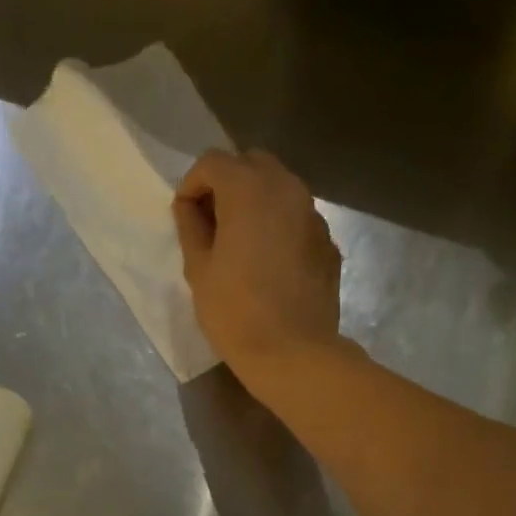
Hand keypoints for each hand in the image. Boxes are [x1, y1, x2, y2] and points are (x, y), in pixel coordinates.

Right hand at [173, 149, 344, 381]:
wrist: (294, 353)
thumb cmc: (236, 313)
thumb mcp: (199, 270)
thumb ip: (191, 227)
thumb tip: (190, 207)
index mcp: (249, 190)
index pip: (213, 162)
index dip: (193, 184)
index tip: (186, 215)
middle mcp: (288, 190)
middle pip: (253, 164)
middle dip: (229, 183)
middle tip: (214, 221)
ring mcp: (315, 217)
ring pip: (282, 189)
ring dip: (258, 203)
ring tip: (243, 241)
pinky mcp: (329, 244)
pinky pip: (300, 220)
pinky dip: (282, 227)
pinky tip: (272, 263)